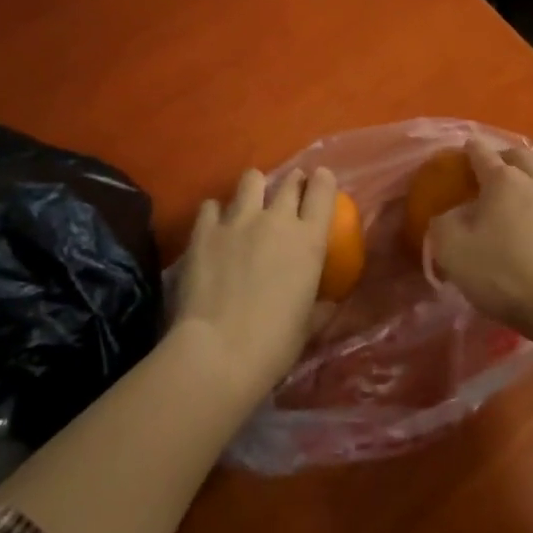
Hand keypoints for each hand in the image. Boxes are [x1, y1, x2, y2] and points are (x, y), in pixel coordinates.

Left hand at [172, 166, 334, 403]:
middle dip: (292, 183)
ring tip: (249, 203)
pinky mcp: (205, 230)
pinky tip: (214, 228)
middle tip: (288, 196)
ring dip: (254, 188)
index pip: (323, 190)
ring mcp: (238, 220)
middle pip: (289, 181)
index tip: (320, 182)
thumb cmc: (274, 345)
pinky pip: (211, 205)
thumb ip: (320, 306)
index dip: (323, 182)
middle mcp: (277, 219)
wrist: (218, 352)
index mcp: (309, 240)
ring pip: (251, 179)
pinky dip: (215, 213)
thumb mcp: (308, 326)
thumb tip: (328, 302)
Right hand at [426, 139, 532, 343]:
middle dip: (506, 156)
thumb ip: (444, 226)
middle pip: (520, 153)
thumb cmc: (503, 277)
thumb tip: (450, 215)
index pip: (481, 154)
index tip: (464, 152)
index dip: (470, 150)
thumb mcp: (453, 253)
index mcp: (502, 182)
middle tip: (496, 173)